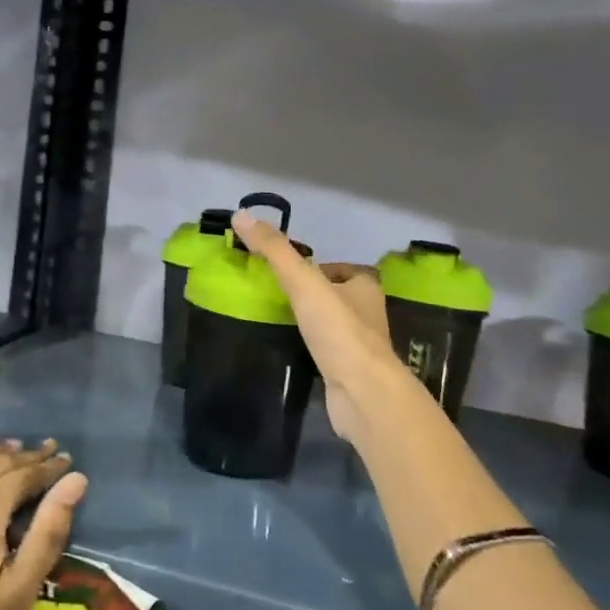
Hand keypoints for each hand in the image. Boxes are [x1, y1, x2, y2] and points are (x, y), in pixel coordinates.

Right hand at [231, 210, 407, 444]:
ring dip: (309, 322)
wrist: (362, 393)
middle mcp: (368, 312)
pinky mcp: (350, 372)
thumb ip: (275, 251)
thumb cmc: (338, 331)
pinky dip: (310, 349)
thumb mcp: (303, 282)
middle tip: (273, 295)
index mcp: (365, 285)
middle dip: (309, 295)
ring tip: (276, 321)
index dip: (313, 267)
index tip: (284, 273)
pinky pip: (326, 352)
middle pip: (333, 295)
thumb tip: (241, 215)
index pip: (338, 267)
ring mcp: (360, 345)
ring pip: (330, 325)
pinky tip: (290, 351)